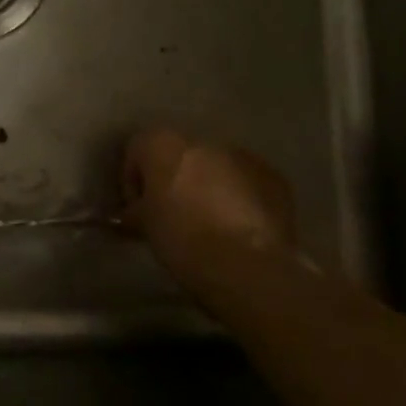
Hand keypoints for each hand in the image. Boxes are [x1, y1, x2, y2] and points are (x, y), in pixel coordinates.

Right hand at [123, 130, 296, 289]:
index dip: (133, 182)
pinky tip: (238, 227)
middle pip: (178, 155)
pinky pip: (247, 182)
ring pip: (215, 166)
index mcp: (162, 143)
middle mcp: (201, 140)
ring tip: (209, 223)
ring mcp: (242, 156)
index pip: (136, 150)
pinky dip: (240, 198)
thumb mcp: (145, 226)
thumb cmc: (181, 238)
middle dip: (174, 180)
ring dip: (208, 186)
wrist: (246, 265)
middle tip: (172, 214)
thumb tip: (131, 215)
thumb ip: (136, 211)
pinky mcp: (274, 178)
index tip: (137, 210)